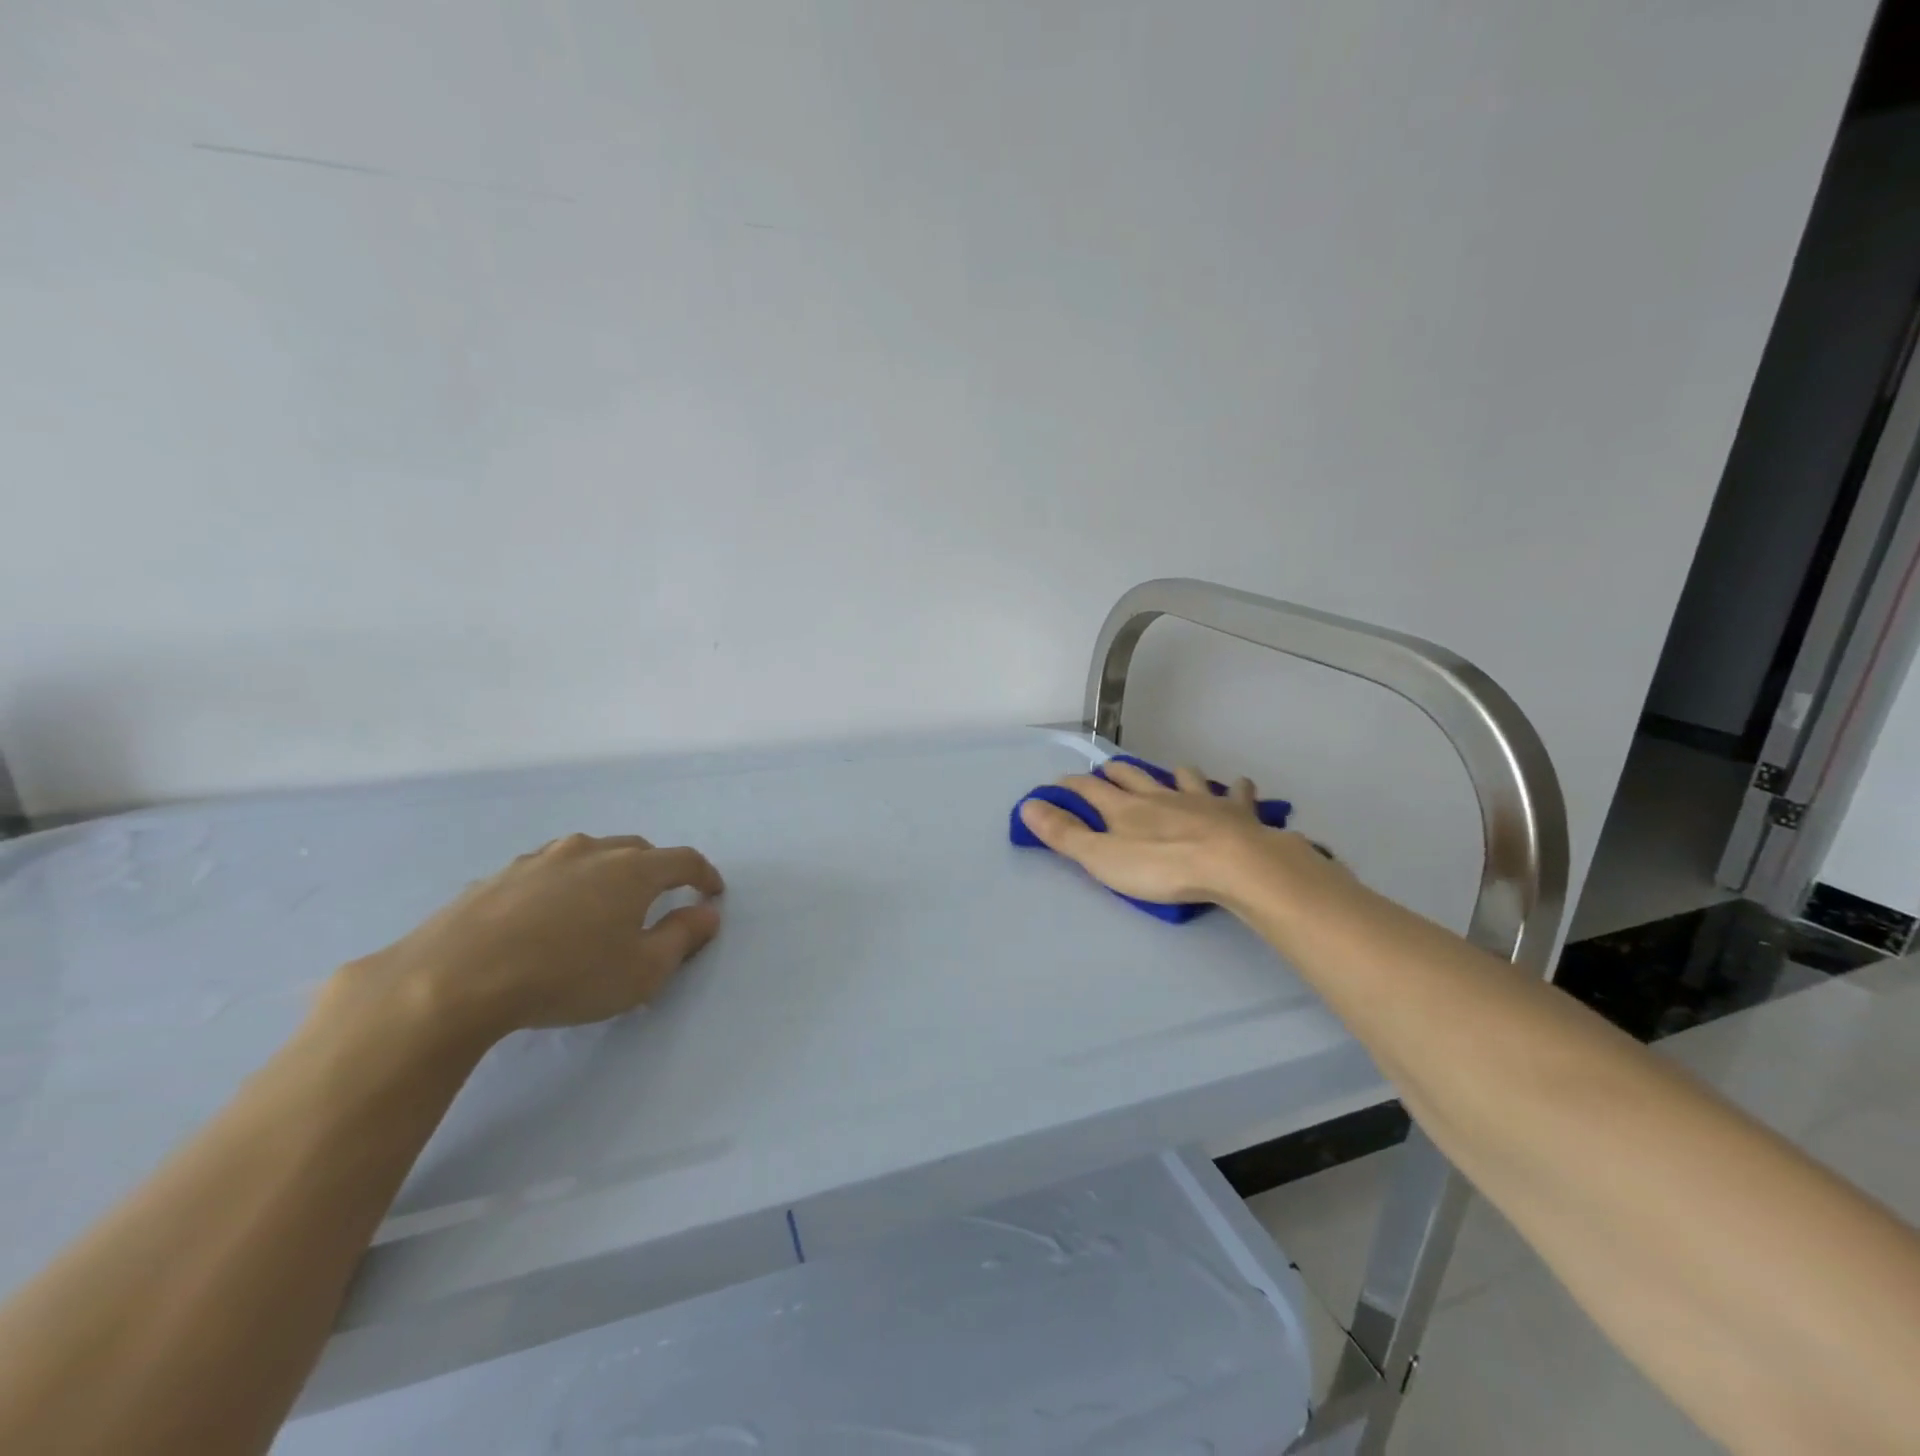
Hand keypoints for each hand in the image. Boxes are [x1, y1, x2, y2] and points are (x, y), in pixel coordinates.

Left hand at [323, 833, 724, 1048]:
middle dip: (657, 870)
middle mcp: (591, 851)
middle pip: (638, 850)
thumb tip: (707, 914)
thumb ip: (682, 937)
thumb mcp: (642, 971)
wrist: (454, 979)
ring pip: (590, 854)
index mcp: (633, 870)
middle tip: (659, 899)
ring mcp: (541, 858)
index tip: (712, 893)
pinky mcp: (500, 874)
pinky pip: (548, 870)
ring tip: (603, 903)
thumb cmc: (566, 975)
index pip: (684, 860)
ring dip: (608, 873)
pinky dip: (564, 884)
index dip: (704, 875)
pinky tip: (548, 914)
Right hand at [1018, 759, 1281, 904]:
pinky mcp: (1236, 812)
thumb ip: (1065, 834)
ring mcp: (1200, 800)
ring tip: (1172, 775)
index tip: (1059, 784)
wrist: (1234, 865)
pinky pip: (1236, 793)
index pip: (1090, 788)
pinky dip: (1235, 788)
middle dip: (1117, 771)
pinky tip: (1238, 786)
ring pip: (1183, 777)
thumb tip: (1028, 805)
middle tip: (1108, 772)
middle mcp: (1159, 796)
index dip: (1072, 784)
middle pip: (1133, 775)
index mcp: (1125, 808)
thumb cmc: (1162, 866)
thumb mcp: (1102, 857)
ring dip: (1174, 774)